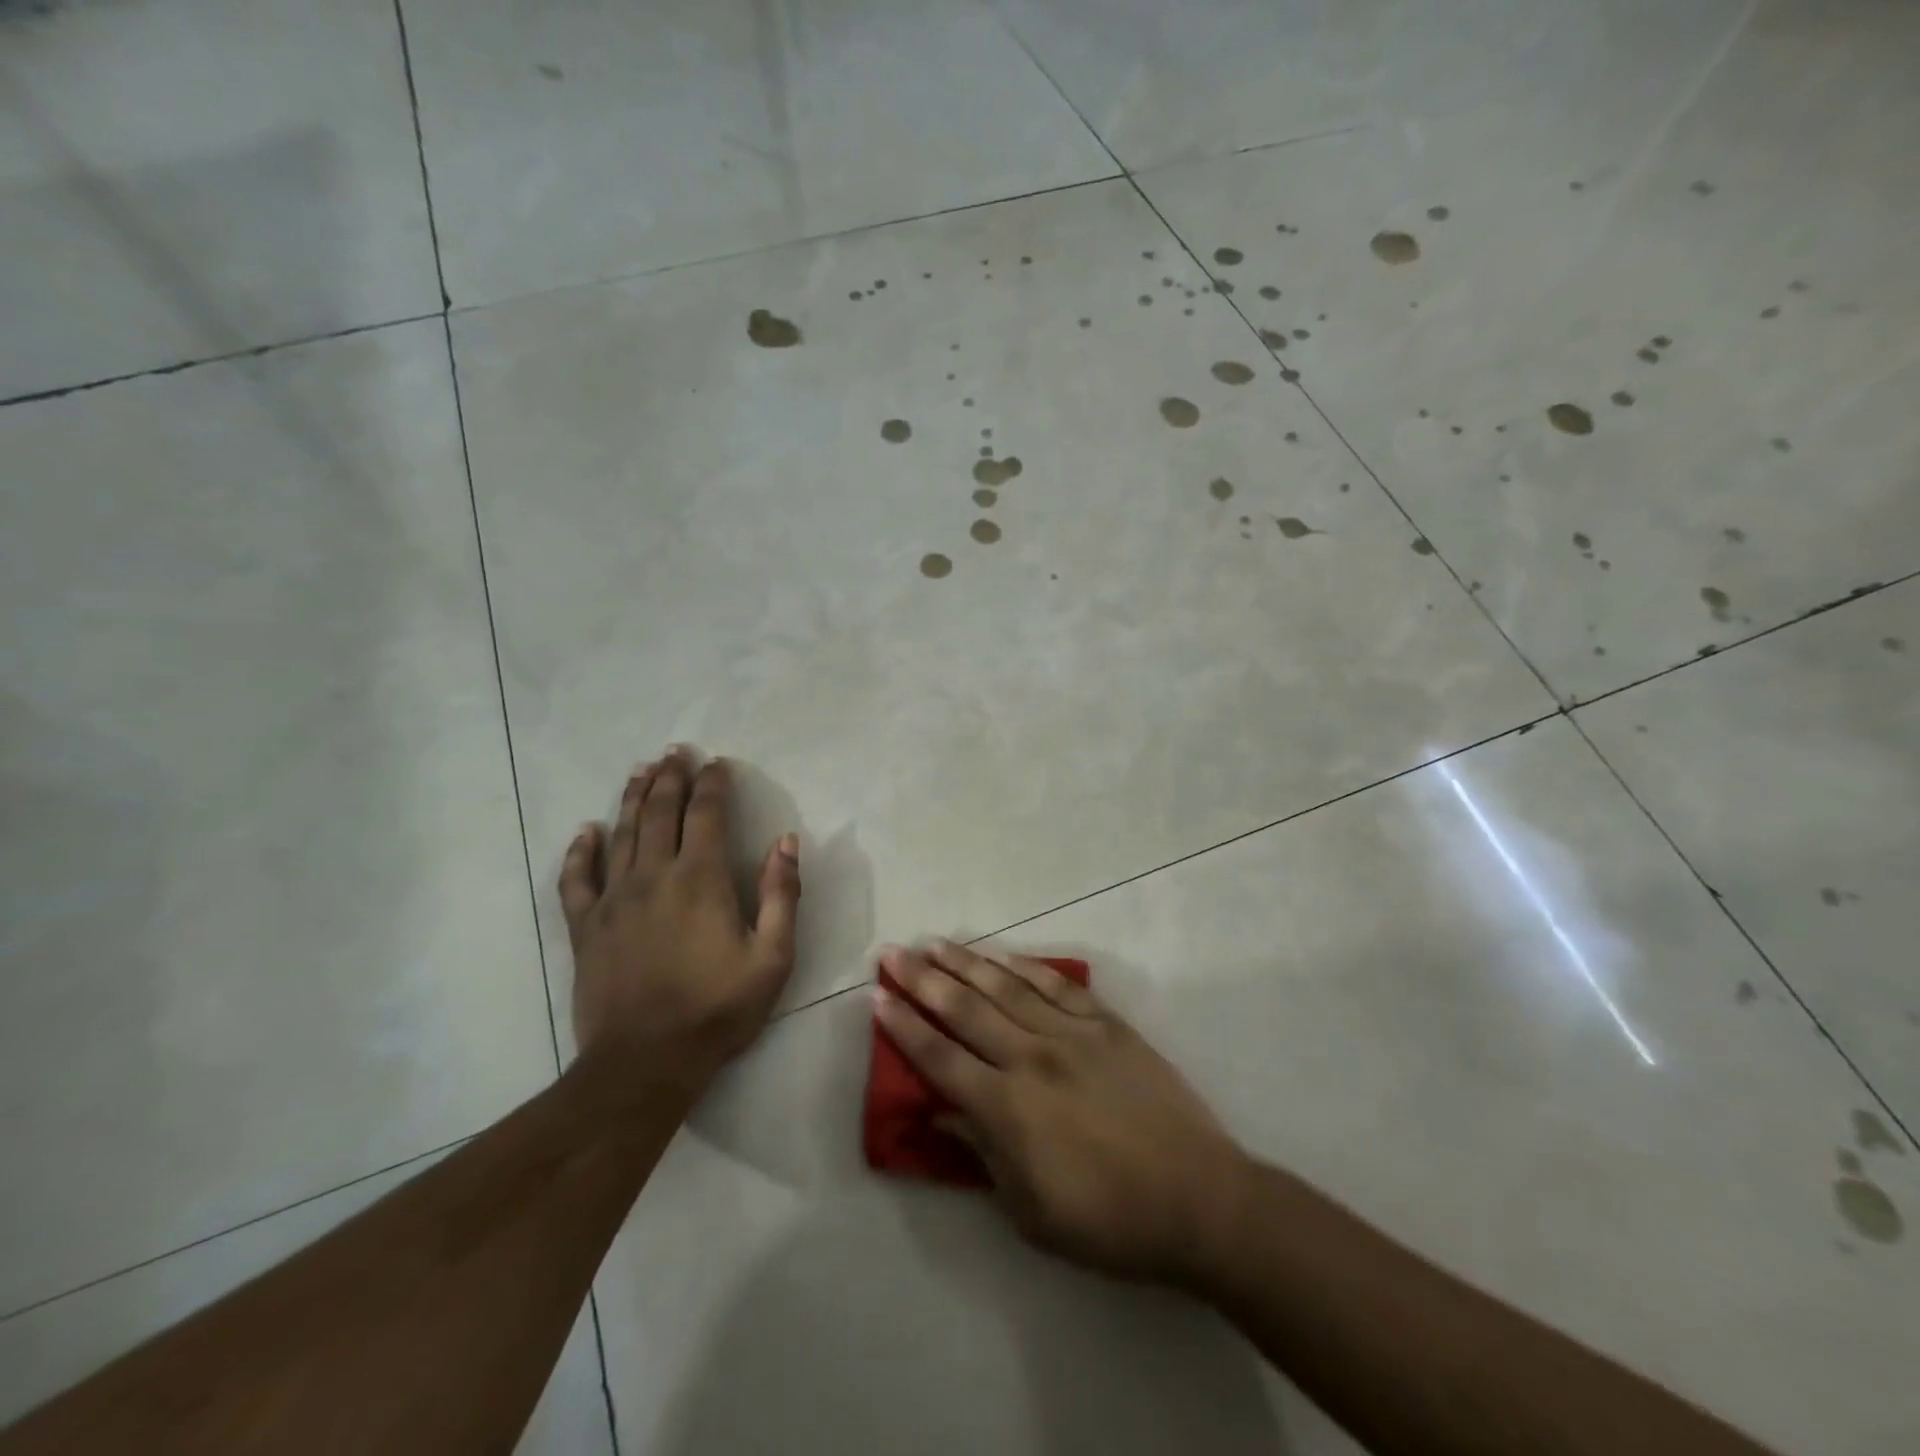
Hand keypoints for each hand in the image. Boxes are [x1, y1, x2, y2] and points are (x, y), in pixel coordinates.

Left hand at [559, 748, 800, 1087]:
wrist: (645, 1062)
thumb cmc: (718, 1008)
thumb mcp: (772, 957)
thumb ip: (781, 894)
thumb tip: (785, 841)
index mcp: (699, 878)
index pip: (705, 813)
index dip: (713, 783)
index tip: (718, 763)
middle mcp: (653, 875)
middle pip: (659, 811)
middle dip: (671, 777)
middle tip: (676, 751)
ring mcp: (613, 899)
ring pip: (621, 832)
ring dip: (633, 797)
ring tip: (642, 770)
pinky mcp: (586, 926)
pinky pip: (577, 878)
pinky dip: (581, 850)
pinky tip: (586, 831)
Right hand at [874, 941, 1247, 1284]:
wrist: (1198, 1199)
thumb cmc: (1109, 1221)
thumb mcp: (1030, 1211)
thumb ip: (981, 1153)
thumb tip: (940, 1111)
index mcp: (1007, 1108)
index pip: (939, 1058)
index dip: (903, 1026)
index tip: (877, 996)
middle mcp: (1031, 1058)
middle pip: (964, 1010)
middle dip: (922, 979)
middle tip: (893, 952)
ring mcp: (1072, 1034)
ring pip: (1006, 987)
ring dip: (966, 963)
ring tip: (935, 942)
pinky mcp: (1107, 1025)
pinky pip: (1057, 986)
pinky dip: (1025, 967)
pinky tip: (1002, 956)